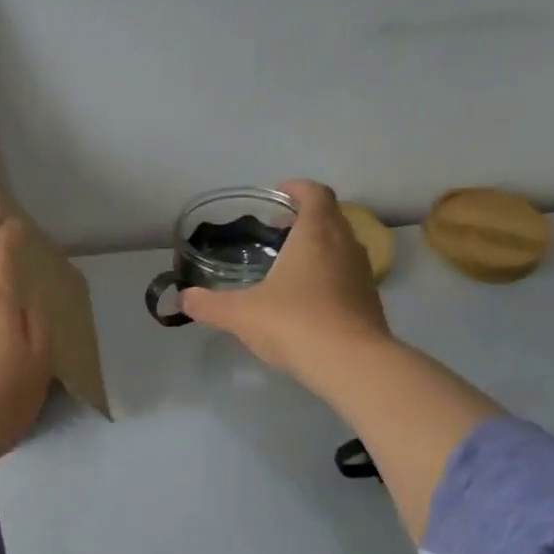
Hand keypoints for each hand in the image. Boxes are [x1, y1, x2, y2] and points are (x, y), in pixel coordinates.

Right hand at [181, 179, 395, 383]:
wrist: (351, 364)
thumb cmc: (294, 323)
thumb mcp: (240, 314)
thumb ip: (209, 304)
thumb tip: (184, 299)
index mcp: (316, 234)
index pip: (315, 194)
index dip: (298, 188)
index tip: (279, 193)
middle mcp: (345, 245)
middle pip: (330, 217)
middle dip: (304, 218)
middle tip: (277, 231)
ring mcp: (362, 274)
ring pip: (342, 247)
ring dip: (319, 247)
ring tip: (290, 265)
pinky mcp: (370, 302)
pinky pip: (348, 276)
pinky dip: (329, 276)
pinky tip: (307, 300)